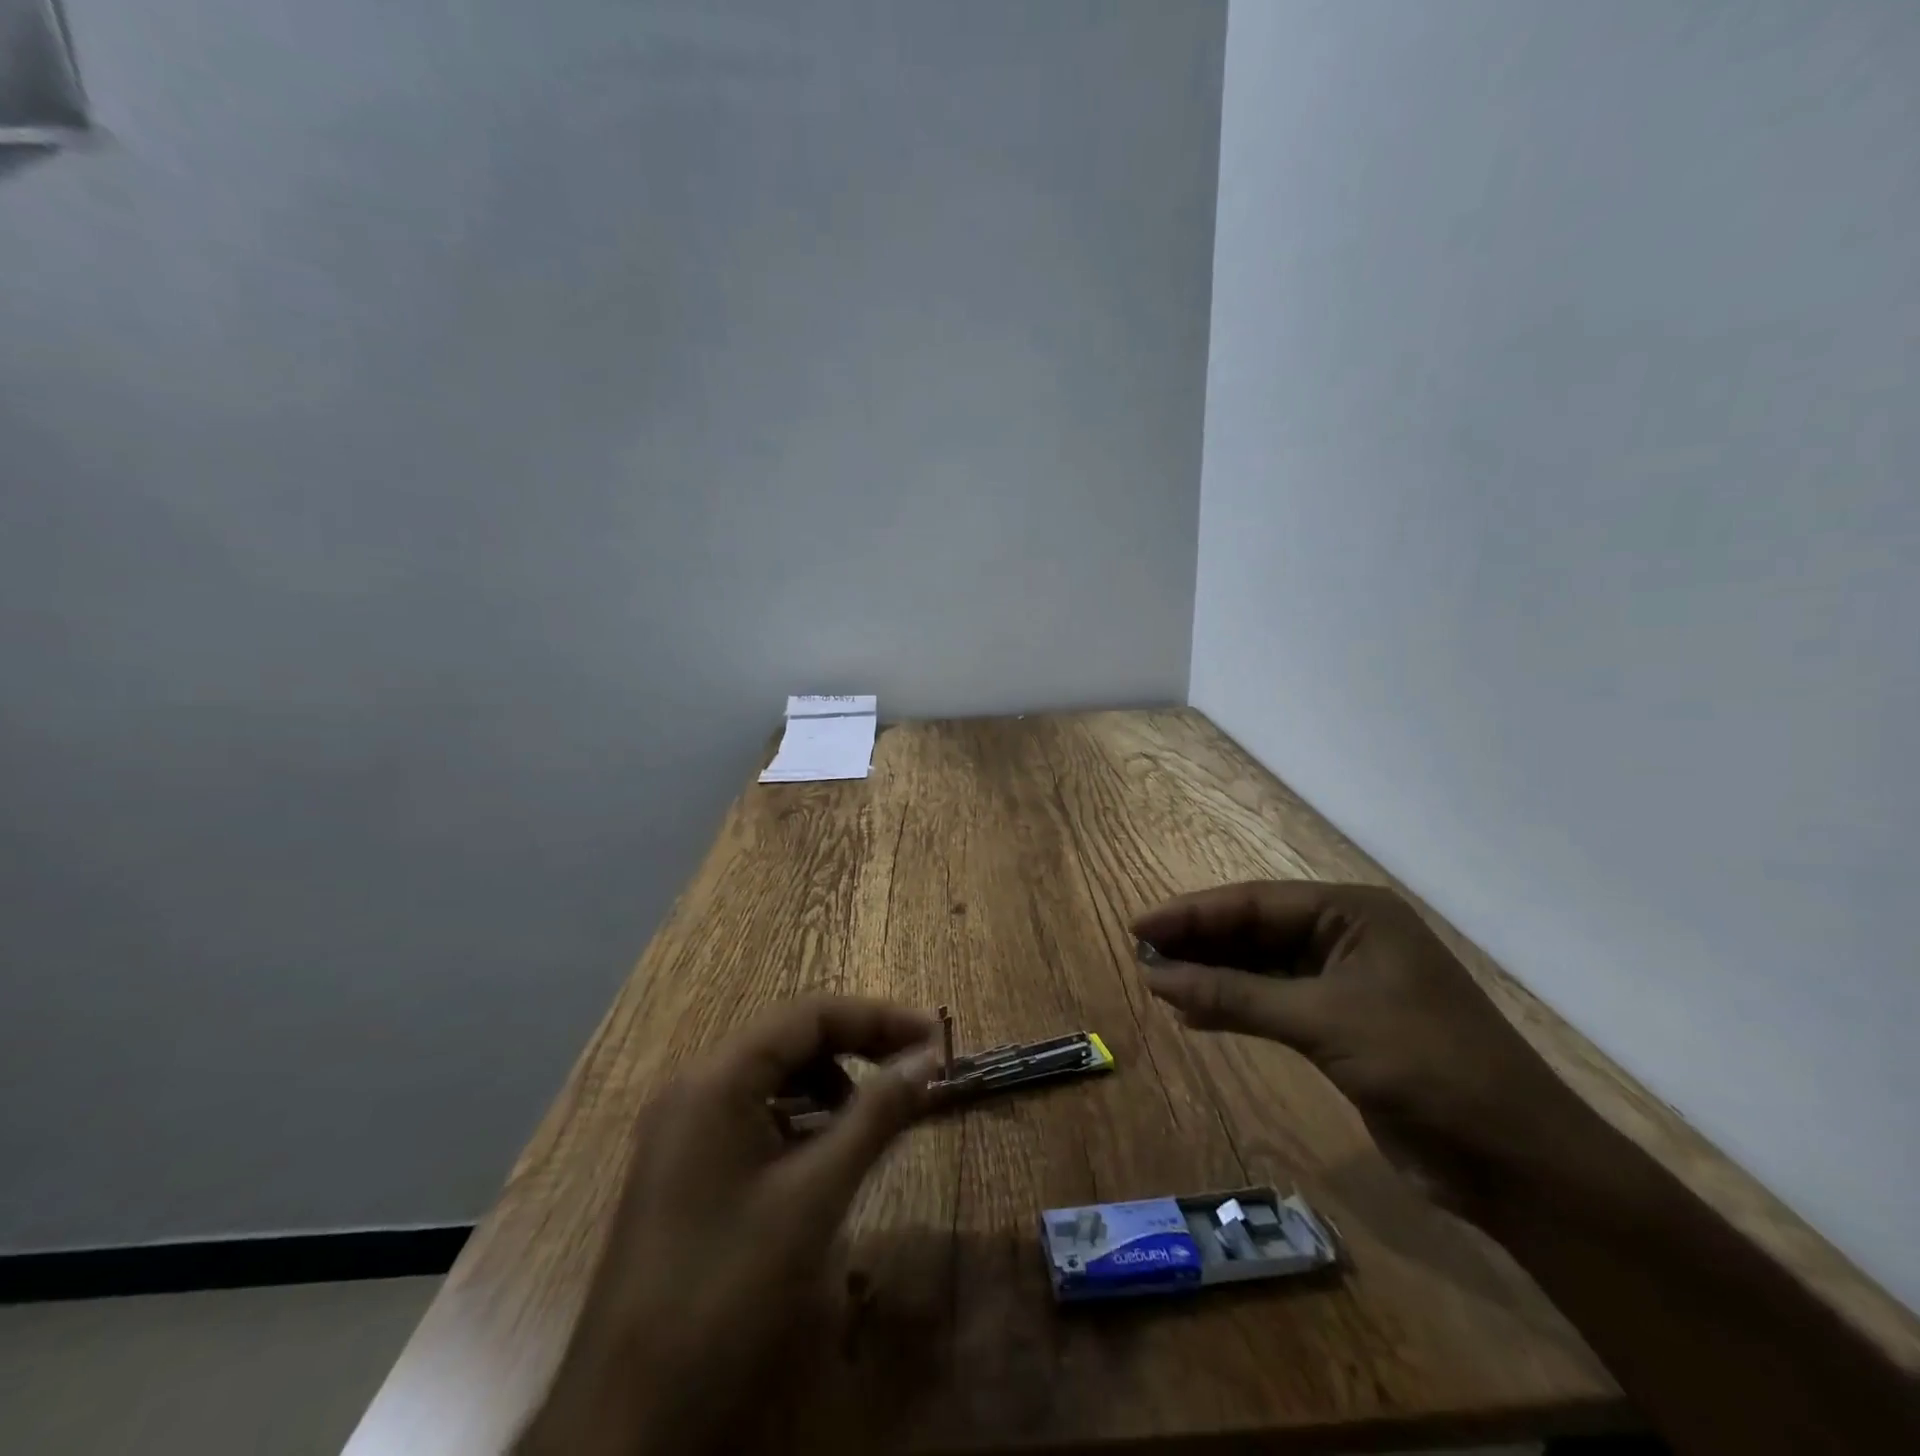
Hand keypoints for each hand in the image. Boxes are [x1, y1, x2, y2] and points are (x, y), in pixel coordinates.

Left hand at [518, 996, 939, 1455]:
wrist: (627, 1419)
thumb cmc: (726, 1290)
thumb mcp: (814, 1196)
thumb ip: (875, 1115)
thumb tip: (927, 1059)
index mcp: (717, 1078)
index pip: (811, 1015)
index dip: (879, 1018)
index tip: (936, 1040)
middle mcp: (695, 1087)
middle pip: (791, 1039)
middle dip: (859, 1046)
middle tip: (916, 1070)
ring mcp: (685, 1127)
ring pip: (773, 1076)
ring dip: (831, 1082)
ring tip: (876, 1115)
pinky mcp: (686, 1166)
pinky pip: (755, 1115)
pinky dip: (800, 1117)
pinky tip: (827, 1152)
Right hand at [1134, 881, 1588, 1211]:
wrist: (1516, 1162)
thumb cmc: (1424, 1065)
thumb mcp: (1322, 1021)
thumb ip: (1235, 995)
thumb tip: (1156, 976)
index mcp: (1353, 913)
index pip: (1255, 903)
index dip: (1193, 914)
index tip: (1139, 926)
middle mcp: (1347, 937)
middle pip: (1255, 931)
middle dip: (1199, 944)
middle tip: (1142, 956)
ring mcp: (1345, 983)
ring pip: (1261, 968)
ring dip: (1212, 976)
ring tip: (1160, 984)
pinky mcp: (1342, 1027)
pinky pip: (1273, 1004)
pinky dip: (1235, 1007)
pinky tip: (1195, 1016)